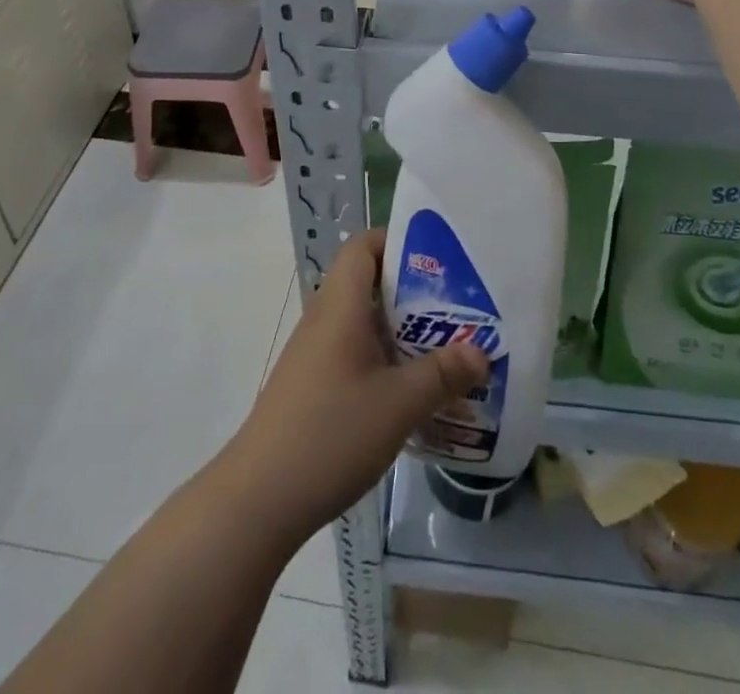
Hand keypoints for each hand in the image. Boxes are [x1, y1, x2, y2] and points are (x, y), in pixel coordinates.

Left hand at [224, 229, 487, 545]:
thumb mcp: (399, 404)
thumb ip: (442, 374)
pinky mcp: (313, 385)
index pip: (362, 246)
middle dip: (413, 291)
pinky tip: (412, 391)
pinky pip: (355, 353)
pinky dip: (385, 359)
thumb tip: (480, 351)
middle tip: (457, 306)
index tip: (438, 257)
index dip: (396, 241)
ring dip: (401, 330)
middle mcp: (325, 319)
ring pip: (364, 323)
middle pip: (368, 283)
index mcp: (340, 305)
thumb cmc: (331, 433)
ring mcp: (315, 354)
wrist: (259, 498)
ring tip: (445, 348)